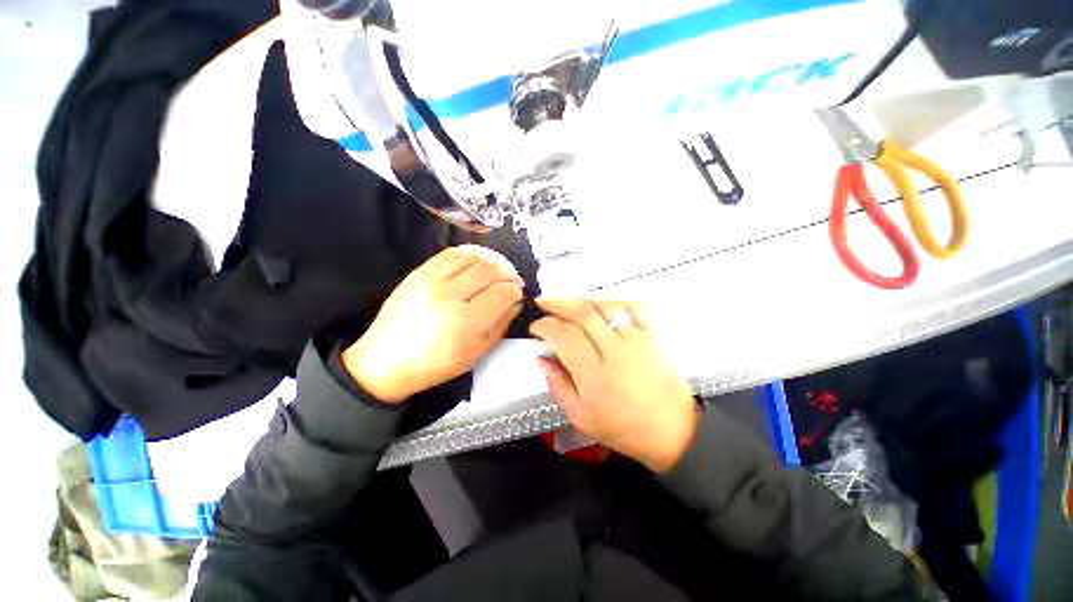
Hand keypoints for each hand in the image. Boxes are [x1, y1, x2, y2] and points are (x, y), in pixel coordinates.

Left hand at [343, 245, 523, 402]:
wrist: (386, 360)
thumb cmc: (435, 364)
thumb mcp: (476, 354)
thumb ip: (501, 325)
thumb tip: (516, 302)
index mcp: (465, 321)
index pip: (503, 292)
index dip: (516, 291)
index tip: (518, 294)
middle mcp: (449, 295)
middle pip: (490, 270)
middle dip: (508, 272)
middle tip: (512, 280)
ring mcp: (431, 280)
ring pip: (473, 256)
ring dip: (492, 260)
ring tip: (498, 270)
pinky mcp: (418, 272)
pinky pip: (451, 253)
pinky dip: (470, 253)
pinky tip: (477, 261)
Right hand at [530, 298, 698, 472]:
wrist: (673, 430)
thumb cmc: (623, 428)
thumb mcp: (581, 417)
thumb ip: (557, 385)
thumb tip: (541, 357)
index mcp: (596, 377)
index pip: (566, 337)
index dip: (546, 326)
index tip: (536, 327)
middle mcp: (617, 352)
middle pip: (583, 315)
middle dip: (557, 304)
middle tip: (542, 303)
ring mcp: (639, 340)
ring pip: (606, 306)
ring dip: (580, 298)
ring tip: (565, 299)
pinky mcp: (656, 335)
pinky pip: (633, 306)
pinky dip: (613, 298)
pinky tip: (599, 301)